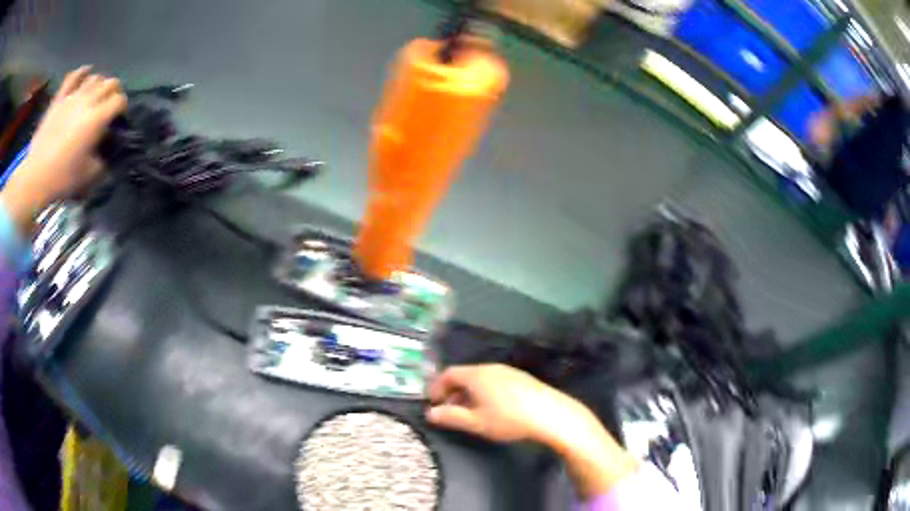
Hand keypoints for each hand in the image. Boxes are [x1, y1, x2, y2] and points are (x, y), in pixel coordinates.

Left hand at [2, 66, 126, 231]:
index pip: (119, 101)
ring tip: (96, 95)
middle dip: (115, 92)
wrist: (36, 177)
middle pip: (110, 83)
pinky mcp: (60, 99)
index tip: (119, 119)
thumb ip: (102, 159)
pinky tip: (85, 73)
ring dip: (99, 84)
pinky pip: (73, 76)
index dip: (123, 108)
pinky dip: (82, 72)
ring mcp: (72, 97)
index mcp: (97, 118)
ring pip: (94, 78)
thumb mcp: (89, 175)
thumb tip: (106, 152)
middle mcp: (88, 101)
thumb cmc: (62, 178)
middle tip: (110, 105)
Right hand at [426, 364, 638, 497]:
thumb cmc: (509, 419)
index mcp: (477, 374)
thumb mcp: (476, 422)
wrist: (551, 415)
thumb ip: (451, 417)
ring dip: (468, 394)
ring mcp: (509, 371)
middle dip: (452, 392)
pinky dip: (484, 393)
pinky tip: (492, 409)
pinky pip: (494, 381)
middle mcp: (491, 368)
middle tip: (449, 411)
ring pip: (480, 379)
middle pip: (464, 375)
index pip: (448, 374)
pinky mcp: (522, 379)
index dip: (436, 387)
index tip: (433, 403)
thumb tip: (431, 412)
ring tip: (469, 413)